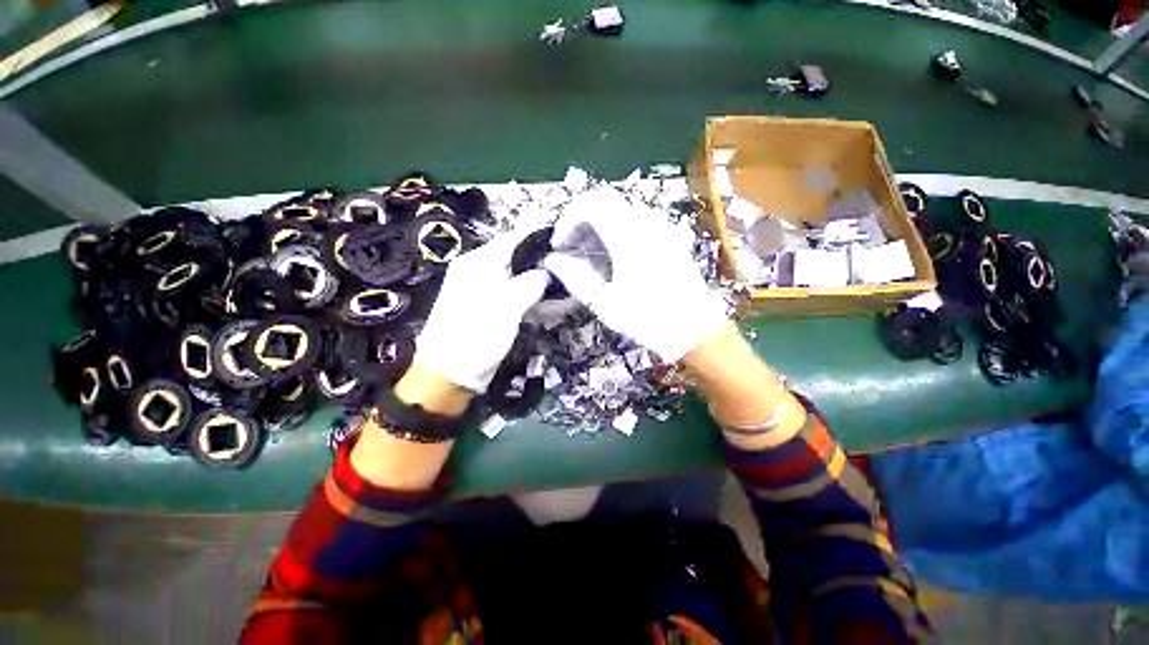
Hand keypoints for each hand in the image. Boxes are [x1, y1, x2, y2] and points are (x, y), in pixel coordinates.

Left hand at [415, 228, 549, 392]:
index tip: (563, 243)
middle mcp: (478, 271)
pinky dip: (529, 297)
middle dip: (541, 263)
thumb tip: (547, 273)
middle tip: (566, 269)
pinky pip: (512, 294)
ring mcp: (481, 289)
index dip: (538, 239)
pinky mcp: (486, 307)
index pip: (512, 239)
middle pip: (516, 258)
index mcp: (477, 263)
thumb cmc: (476, 336)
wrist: (449, 372)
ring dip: (537, 282)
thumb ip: (530, 284)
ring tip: (561, 288)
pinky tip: (545, 303)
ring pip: (516, 277)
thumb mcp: (506, 307)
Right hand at [543, 188, 727, 361]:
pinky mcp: (668, 237)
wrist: (693, 329)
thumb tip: (553, 261)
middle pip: (604, 200)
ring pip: (620, 209)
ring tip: (589, 253)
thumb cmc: (647, 318)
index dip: (567, 220)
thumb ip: (574, 277)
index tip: (559, 245)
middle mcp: (645, 223)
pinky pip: (636, 220)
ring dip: (598, 223)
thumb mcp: (604, 302)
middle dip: (580, 219)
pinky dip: (615, 228)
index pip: (589, 205)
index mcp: (628, 237)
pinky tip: (613, 255)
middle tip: (571, 246)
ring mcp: (660, 228)